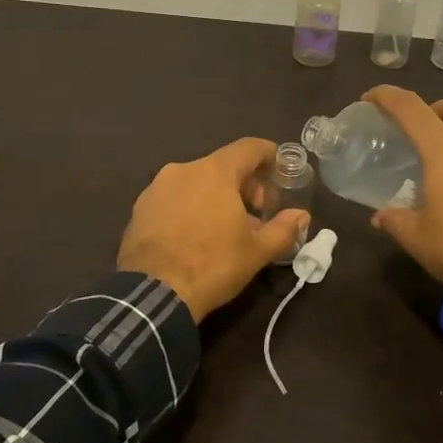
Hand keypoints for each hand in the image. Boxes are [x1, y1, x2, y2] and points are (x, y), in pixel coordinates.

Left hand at [117, 138, 311, 321]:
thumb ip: (283, 228)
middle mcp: (183, 170)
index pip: (248, 148)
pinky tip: (196, 235)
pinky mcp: (139, 209)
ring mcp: (156, 188)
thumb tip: (302, 216)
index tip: (281, 171)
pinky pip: (174, 198)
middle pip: (222, 166)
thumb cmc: (213, 265)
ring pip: (196, 182)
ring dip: (216, 197)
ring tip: (226, 228)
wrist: (154, 294)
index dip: (269, 155)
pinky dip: (190, 207)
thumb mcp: (257, 251)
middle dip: (245, 184)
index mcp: (214, 171)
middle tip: (257, 212)